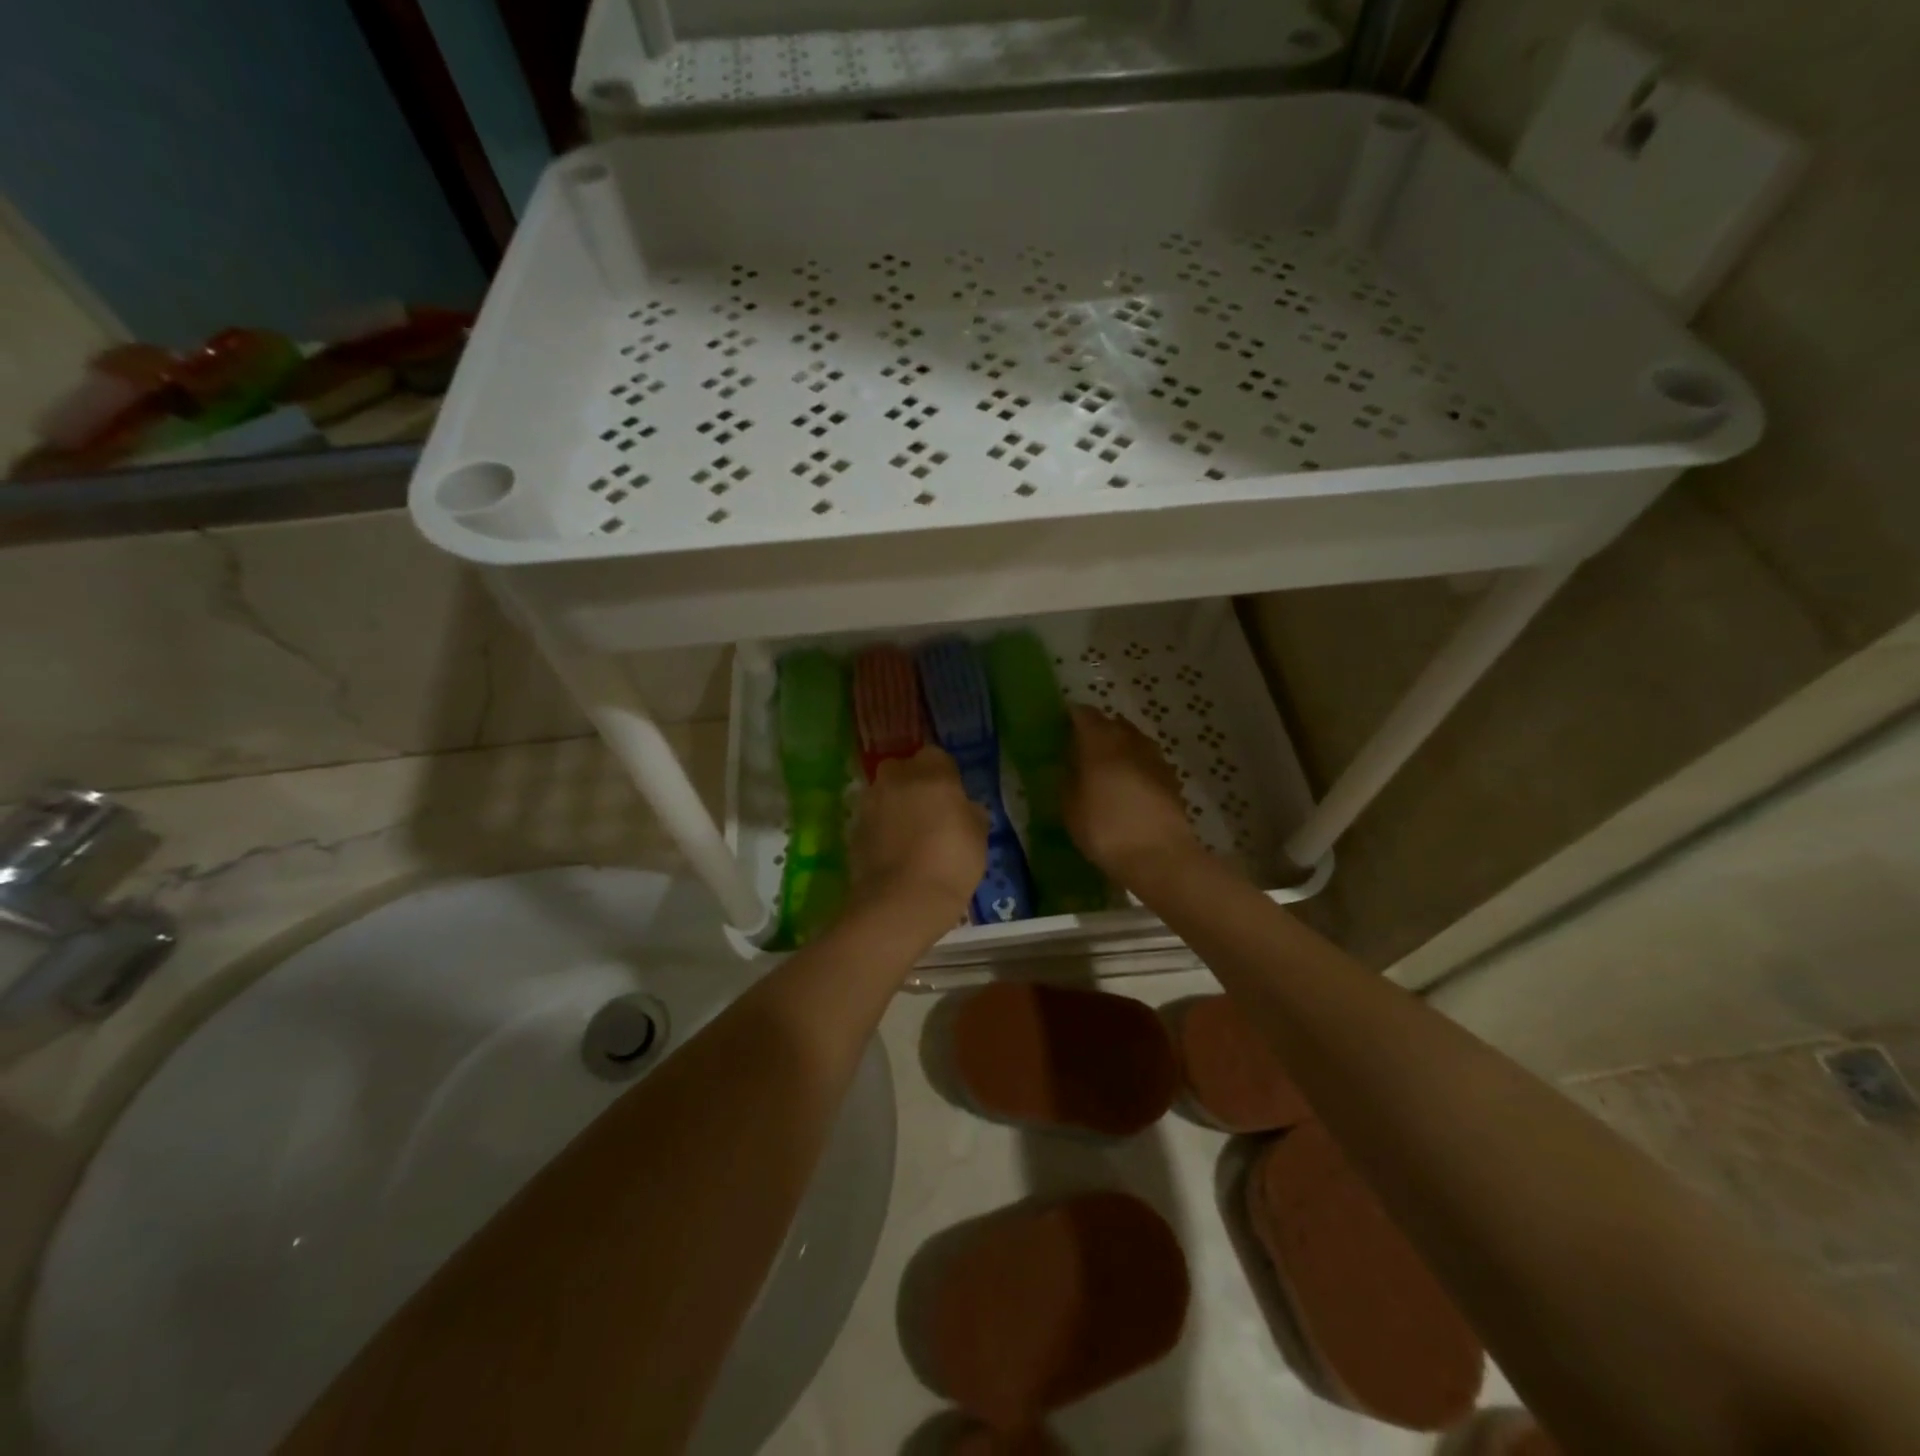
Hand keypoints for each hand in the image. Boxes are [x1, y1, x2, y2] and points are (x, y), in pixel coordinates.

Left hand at [851, 746, 987, 925]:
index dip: (945, 775)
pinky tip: (892, 852)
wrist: (901, 901)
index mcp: (932, 772)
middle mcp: (896, 778)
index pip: (937, 756)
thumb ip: (971, 813)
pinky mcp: (853, 829)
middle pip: (902, 769)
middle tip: (928, 812)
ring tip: (909, 835)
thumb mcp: (979, 837)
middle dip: (912, 783)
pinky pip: (872, 819)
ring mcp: (870, 803)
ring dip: (894, 805)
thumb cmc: (951, 862)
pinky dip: (880, 829)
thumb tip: (964, 807)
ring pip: (883, 793)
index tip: (952, 797)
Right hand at [1065, 706, 1205, 886]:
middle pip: (1112, 723)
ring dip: (1119, 748)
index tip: (1060, 728)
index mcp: (1100, 741)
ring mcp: (1155, 757)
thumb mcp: (1069, 807)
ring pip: (1133, 741)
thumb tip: (1070, 765)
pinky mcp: (1172, 778)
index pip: (1083, 714)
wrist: (1159, 856)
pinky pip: (1147, 761)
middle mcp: (1130, 740)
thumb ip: (1067, 779)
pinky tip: (1129, 787)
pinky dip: (1136, 767)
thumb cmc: (1104, 829)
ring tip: (1106, 769)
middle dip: (1097, 731)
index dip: (1071, 717)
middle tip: (1081, 751)